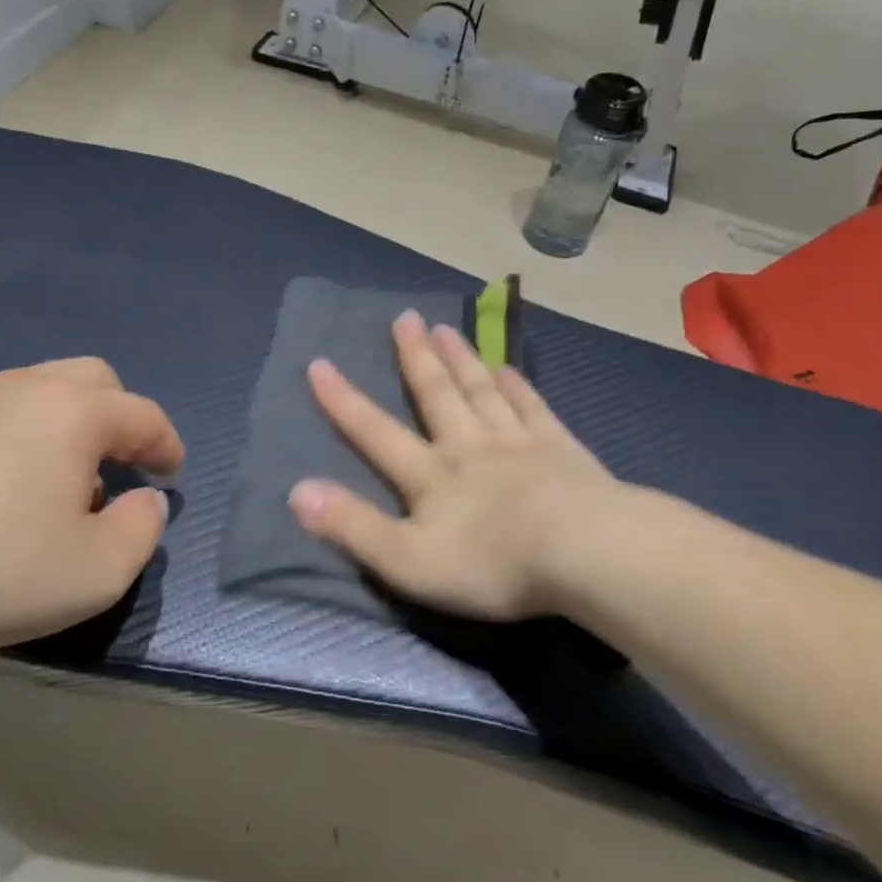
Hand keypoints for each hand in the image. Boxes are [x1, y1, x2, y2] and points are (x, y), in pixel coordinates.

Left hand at [0, 358, 183, 659]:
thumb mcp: (97, 571)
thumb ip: (143, 530)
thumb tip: (143, 499)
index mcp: (74, 411)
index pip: (143, 415)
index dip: (167, 446)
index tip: (171, 477)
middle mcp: (26, 389)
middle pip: (96, 380)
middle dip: (122, 419)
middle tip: (123, 469)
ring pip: (45, 392)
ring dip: (74, 427)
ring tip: (65, 486)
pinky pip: (2, 414)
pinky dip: (29, 437)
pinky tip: (8, 492)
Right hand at [288, 311, 618, 621]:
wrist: (585, 552)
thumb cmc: (492, 563)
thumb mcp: (408, 560)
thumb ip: (352, 526)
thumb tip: (297, 491)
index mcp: (431, 474)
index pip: (376, 432)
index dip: (344, 401)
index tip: (320, 363)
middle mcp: (469, 446)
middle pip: (436, 394)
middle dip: (415, 357)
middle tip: (404, 318)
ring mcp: (518, 443)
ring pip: (482, 390)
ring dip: (461, 359)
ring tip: (446, 328)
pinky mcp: (561, 449)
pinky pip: (532, 407)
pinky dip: (517, 385)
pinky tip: (510, 368)